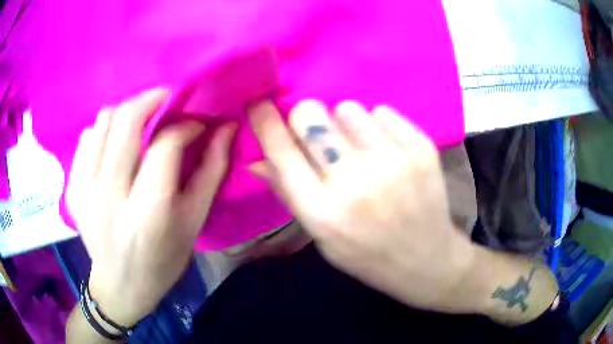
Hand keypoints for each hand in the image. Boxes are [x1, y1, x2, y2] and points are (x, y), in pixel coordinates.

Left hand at [66, 88, 236, 325]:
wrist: (120, 285)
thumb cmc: (163, 259)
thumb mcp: (194, 221)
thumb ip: (211, 170)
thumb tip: (226, 127)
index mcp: (147, 215)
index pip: (164, 146)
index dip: (184, 125)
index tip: (195, 124)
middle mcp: (109, 199)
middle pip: (125, 121)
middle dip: (151, 99)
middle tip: (166, 101)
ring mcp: (83, 192)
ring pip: (103, 121)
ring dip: (126, 115)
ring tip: (139, 127)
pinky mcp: (71, 190)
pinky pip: (86, 137)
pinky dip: (104, 132)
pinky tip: (114, 149)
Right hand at [248, 100, 476, 312]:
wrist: (426, 259)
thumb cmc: (367, 254)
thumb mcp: (321, 236)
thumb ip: (289, 194)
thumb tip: (258, 159)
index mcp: (324, 212)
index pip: (281, 152)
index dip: (264, 121)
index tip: (257, 103)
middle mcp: (356, 182)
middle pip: (312, 115)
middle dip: (307, 118)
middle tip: (320, 136)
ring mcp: (394, 161)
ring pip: (348, 108)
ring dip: (345, 125)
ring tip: (361, 150)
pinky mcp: (421, 148)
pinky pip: (382, 112)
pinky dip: (378, 127)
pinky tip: (387, 152)